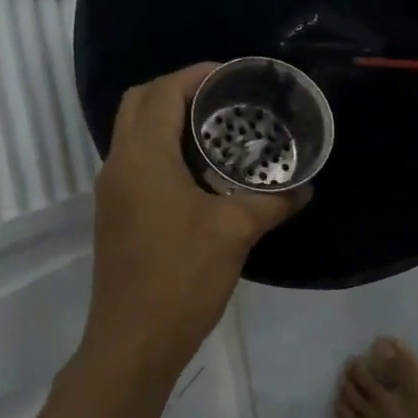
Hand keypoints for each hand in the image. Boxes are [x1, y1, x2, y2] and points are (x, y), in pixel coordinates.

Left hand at [80, 63, 307, 385]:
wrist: (134, 341)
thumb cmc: (182, 277)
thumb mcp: (235, 233)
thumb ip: (272, 204)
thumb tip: (304, 189)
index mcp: (142, 157)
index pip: (161, 92)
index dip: (195, 75)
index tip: (232, 76)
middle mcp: (119, 165)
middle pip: (140, 104)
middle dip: (179, 90)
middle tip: (224, 99)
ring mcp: (113, 192)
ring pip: (135, 134)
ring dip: (170, 121)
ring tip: (218, 130)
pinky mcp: (117, 215)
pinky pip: (138, 162)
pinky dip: (165, 150)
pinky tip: (203, 174)